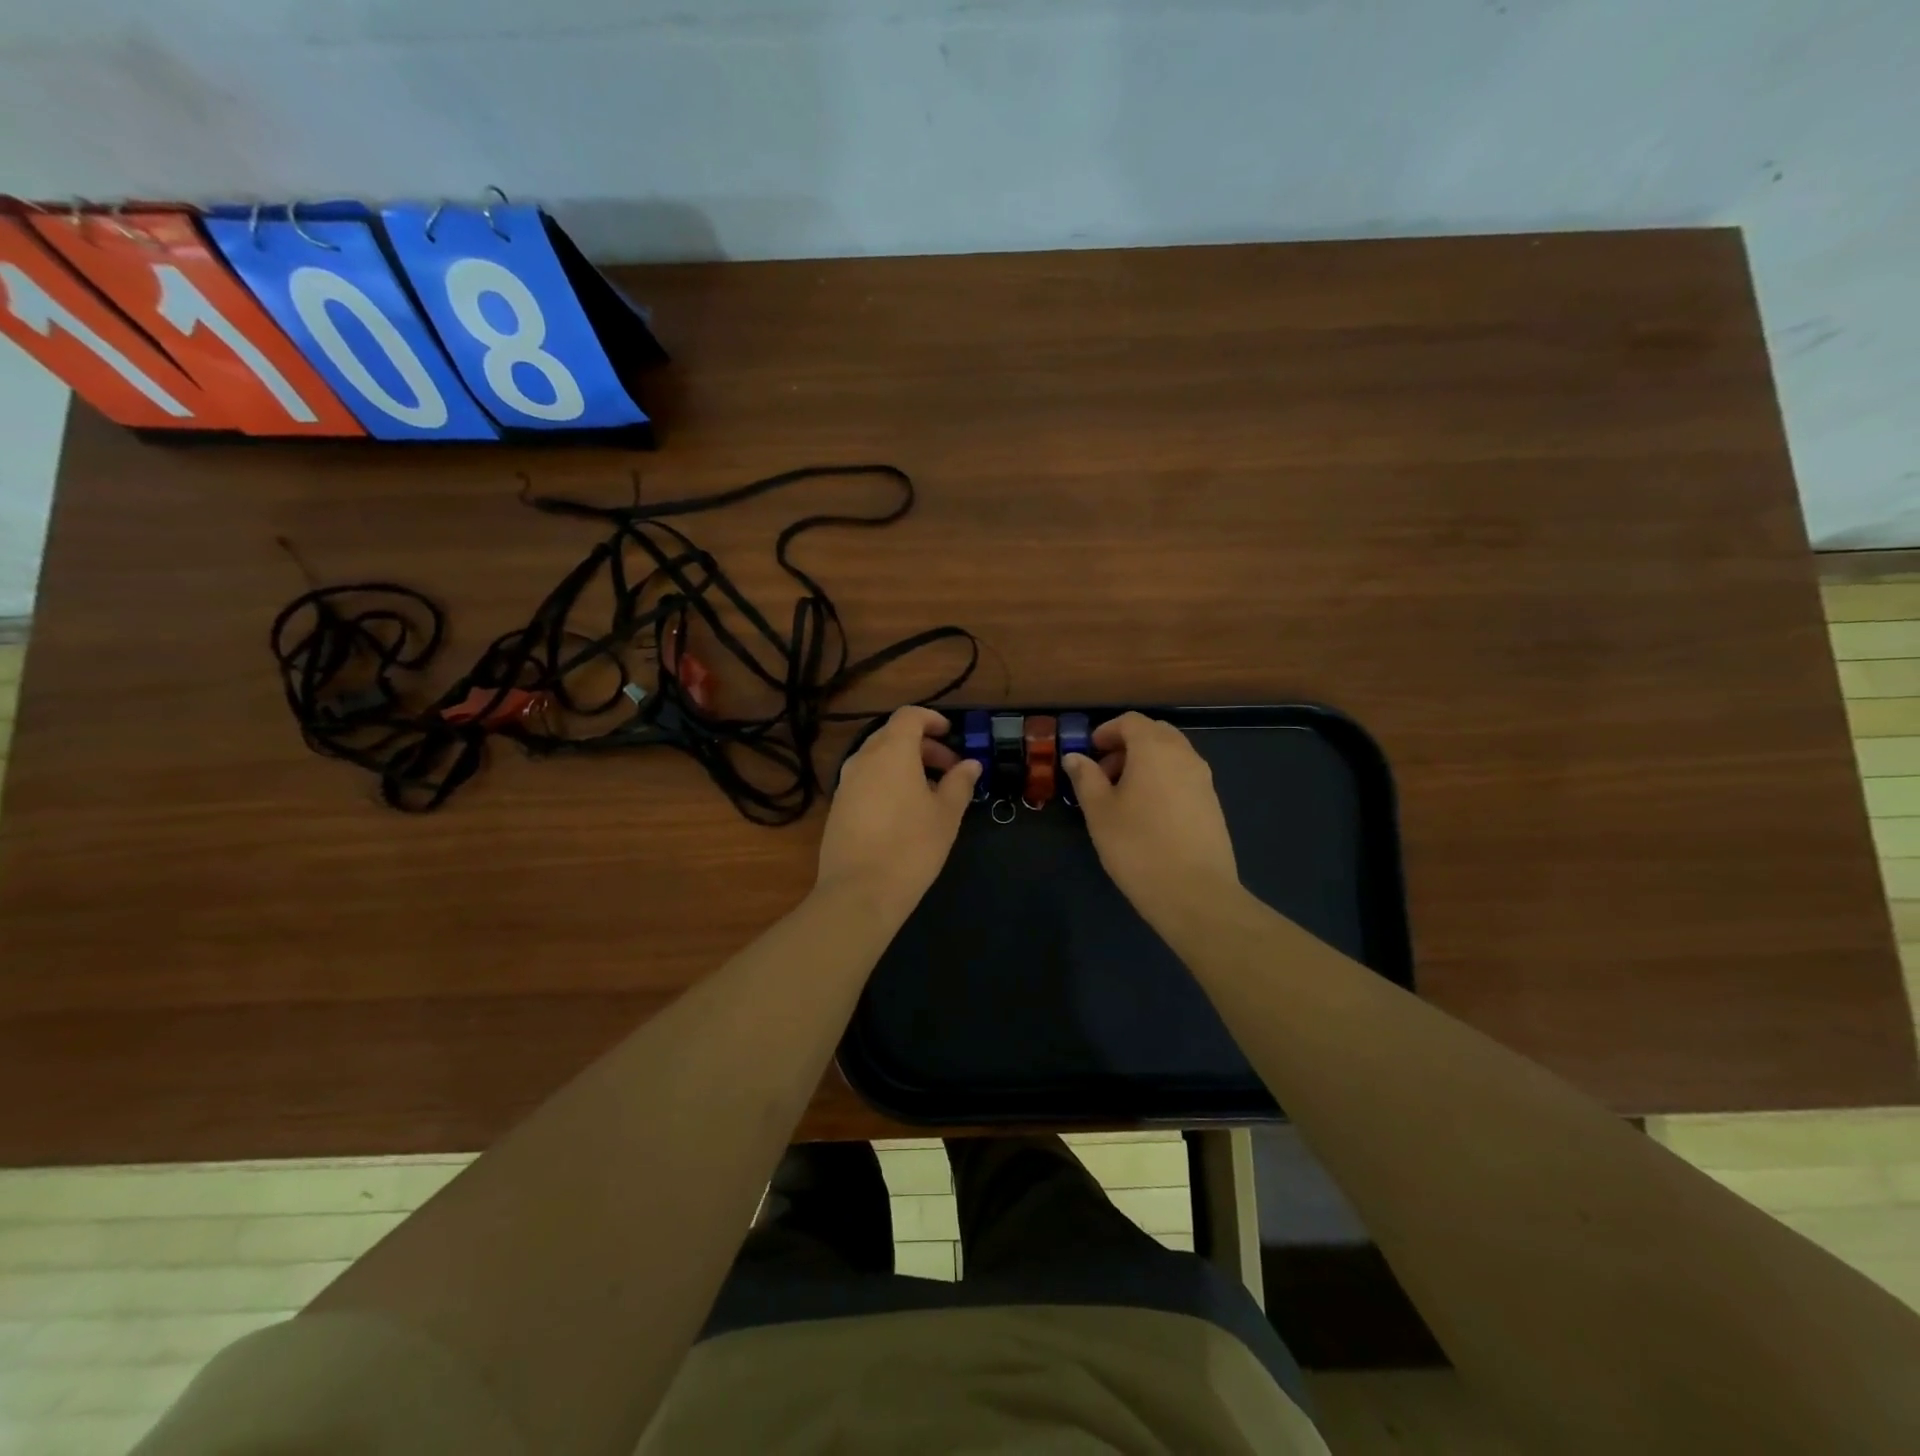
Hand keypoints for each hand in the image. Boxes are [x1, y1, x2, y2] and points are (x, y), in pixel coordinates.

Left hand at [815, 706, 979, 919]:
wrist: (859, 891)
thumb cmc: (912, 846)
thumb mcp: (946, 814)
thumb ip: (960, 783)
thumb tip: (971, 764)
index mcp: (892, 751)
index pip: (909, 716)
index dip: (931, 719)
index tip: (951, 734)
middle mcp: (863, 759)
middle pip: (893, 736)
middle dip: (923, 746)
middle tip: (949, 769)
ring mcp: (845, 783)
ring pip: (877, 759)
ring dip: (904, 765)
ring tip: (929, 793)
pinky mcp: (837, 807)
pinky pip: (866, 780)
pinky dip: (887, 782)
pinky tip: (904, 812)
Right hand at [1062, 712, 1241, 930]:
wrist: (1195, 893)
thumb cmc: (1137, 846)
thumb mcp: (1099, 812)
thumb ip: (1086, 778)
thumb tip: (1075, 756)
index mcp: (1154, 749)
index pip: (1131, 721)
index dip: (1107, 731)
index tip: (1090, 752)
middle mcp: (1184, 755)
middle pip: (1155, 733)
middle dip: (1127, 744)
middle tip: (1104, 773)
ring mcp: (1203, 779)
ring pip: (1172, 754)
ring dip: (1146, 762)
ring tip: (1123, 796)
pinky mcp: (1212, 803)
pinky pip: (1183, 776)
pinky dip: (1163, 780)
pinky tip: (1148, 814)